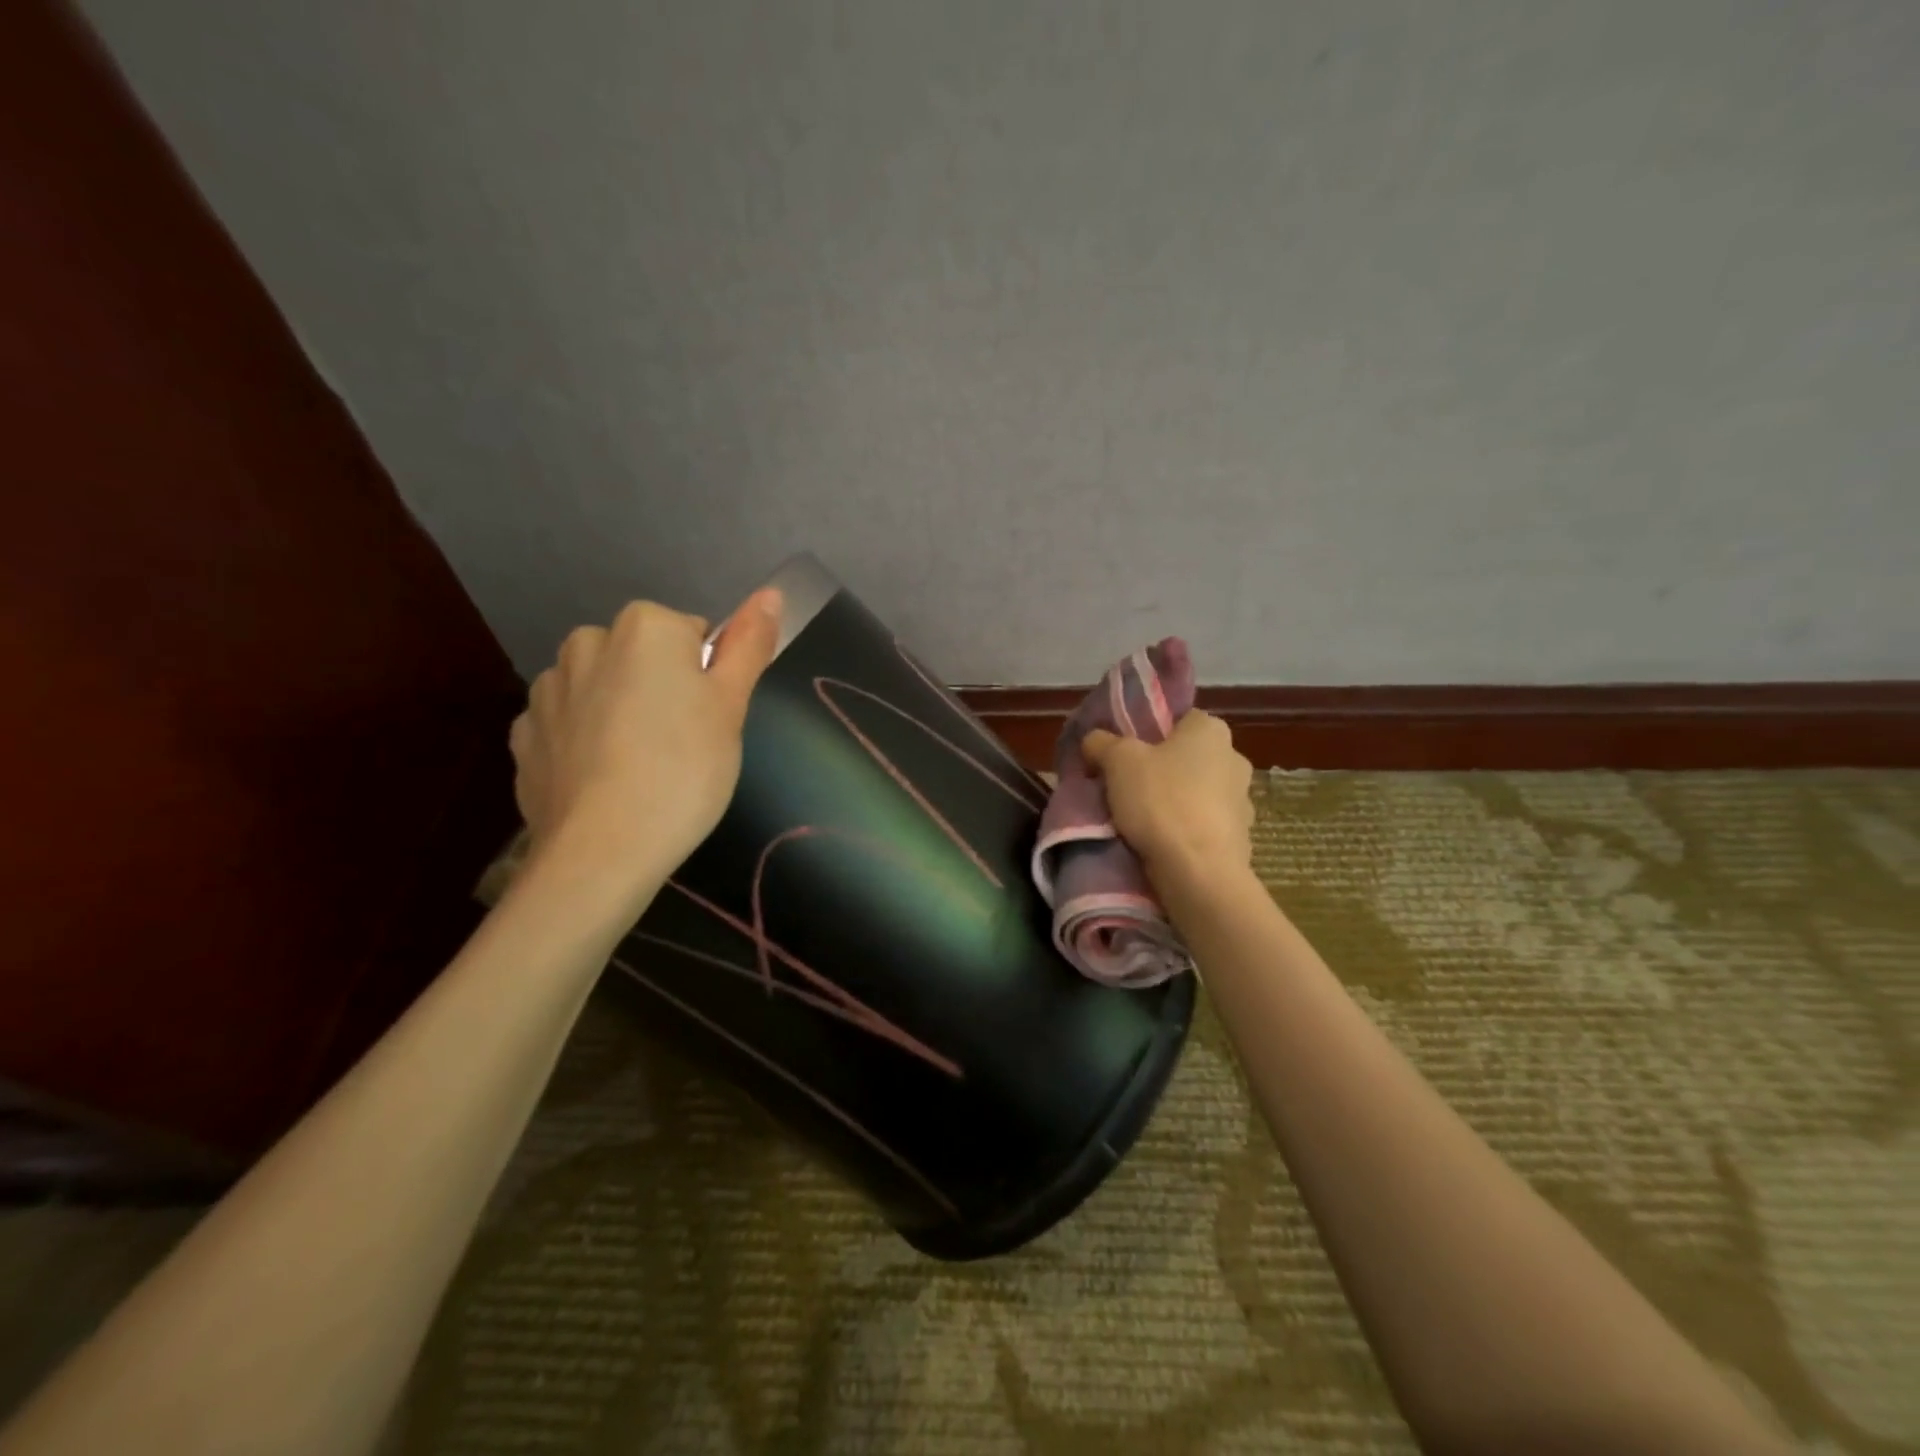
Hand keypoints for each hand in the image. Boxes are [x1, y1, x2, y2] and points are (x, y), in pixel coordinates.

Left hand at [510, 589, 781, 907]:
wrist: (603, 849)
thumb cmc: (685, 769)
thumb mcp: (732, 706)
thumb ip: (749, 644)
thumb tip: (772, 593)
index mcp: (645, 627)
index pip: (692, 636)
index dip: (707, 679)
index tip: (709, 721)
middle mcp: (588, 642)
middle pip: (642, 657)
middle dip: (660, 688)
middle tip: (682, 744)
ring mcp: (548, 689)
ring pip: (602, 688)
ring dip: (620, 711)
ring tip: (640, 767)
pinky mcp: (523, 735)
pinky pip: (567, 724)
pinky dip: (585, 742)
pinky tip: (603, 781)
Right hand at [1082, 711, 1254, 892]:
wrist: (1198, 872)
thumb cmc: (1161, 801)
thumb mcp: (1117, 760)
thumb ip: (1101, 742)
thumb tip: (1094, 740)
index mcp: (1211, 730)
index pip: (1177, 719)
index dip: (1147, 732)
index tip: (1122, 753)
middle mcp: (1234, 758)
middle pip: (1186, 757)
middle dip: (1159, 769)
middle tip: (1124, 786)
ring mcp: (1242, 801)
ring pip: (1195, 792)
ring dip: (1174, 801)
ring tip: (1138, 820)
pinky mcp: (1240, 838)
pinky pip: (1203, 825)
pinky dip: (1184, 830)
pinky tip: (1160, 843)